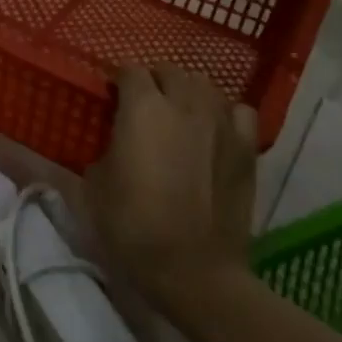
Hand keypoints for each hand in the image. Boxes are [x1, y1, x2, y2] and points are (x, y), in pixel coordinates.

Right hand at [86, 67, 256, 320]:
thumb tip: (112, 141)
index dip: (118, 80)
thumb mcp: (94, 185)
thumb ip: (103, 149)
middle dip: (154, 81)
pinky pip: (239, 111)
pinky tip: (215, 130)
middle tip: (142, 105)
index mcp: (142, 107)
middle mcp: (184, 103)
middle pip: (170, 71)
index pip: (129, 70)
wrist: (195, 271)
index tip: (110, 96)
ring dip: (188, 92)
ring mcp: (221, 123)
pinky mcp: (247, 148)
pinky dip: (225, 113)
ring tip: (178, 113)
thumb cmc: (133, 226)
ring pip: (205, 85)